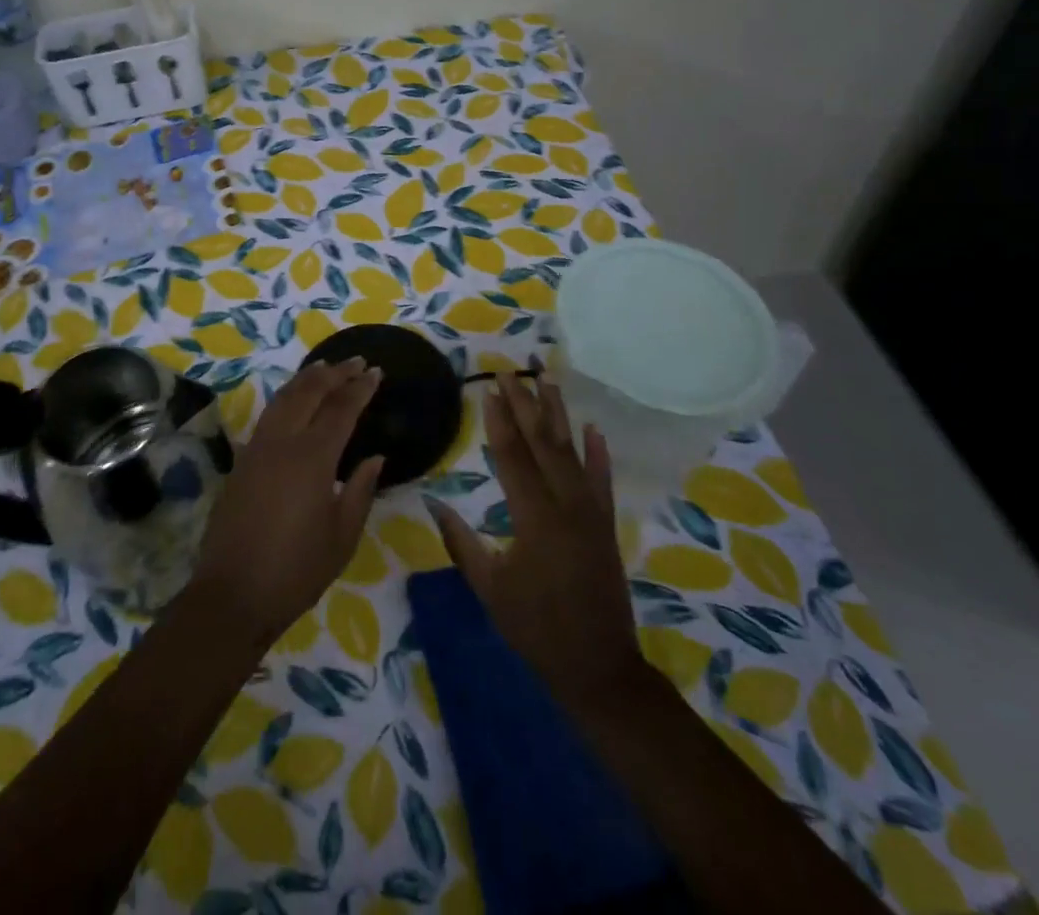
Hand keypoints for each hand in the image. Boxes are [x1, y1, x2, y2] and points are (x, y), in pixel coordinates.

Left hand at [191, 359, 384, 643]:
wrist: (232, 593)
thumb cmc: (296, 570)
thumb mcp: (342, 536)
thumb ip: (360, 490)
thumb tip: (375, 457)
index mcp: (312, 458)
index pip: (341, 409)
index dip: (360, 388)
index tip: (376, 371)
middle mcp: (283, 442)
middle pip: (309, 392)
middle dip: (334, 373)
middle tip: (356, 362)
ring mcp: (257, 448)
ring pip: (284, 398)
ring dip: (307, 378)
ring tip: (326, 367)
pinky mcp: (242, 460)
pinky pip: (269, 414)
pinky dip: (287, 397)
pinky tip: (295, 400)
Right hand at [427, 375, 642, 713]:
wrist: (598, 667)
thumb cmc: (535, 628)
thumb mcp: (489, 588)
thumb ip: (461, 541)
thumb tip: (433, 501)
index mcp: (534, 518)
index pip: (512, 457)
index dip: (499, 421)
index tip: (488, 389)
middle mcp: (566, 505)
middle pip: (543, 444)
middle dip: (525, 404)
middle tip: (510, 372)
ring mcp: (591, 512)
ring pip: (573, 452)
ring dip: (558, 414)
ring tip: (547, 380)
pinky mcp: (606, 524)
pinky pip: (602, 480)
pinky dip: (598, 452)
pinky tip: (592, 427)